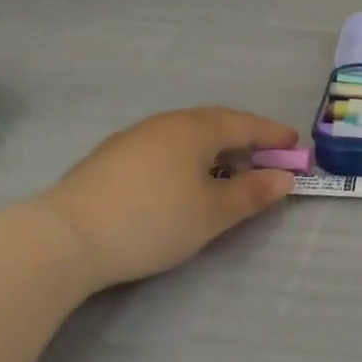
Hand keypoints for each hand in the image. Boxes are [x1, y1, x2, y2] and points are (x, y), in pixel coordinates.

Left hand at [37, 107, 298, 289]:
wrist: (64, 239)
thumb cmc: (153, 220)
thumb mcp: (214, 213)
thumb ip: (253, 193)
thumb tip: (284, 178)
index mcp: (197, 128)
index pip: (247, 124)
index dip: (274, 135)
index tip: (296, 146)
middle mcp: (168, 123)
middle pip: (217, 124)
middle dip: (246, 140)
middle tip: (266, 160)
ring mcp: (135, 137)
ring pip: (189, 135)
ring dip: (216, 149)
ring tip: (227, 174)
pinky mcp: (111, 158)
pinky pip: (166, 147)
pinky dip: (188, 158)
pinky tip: (184, 182)